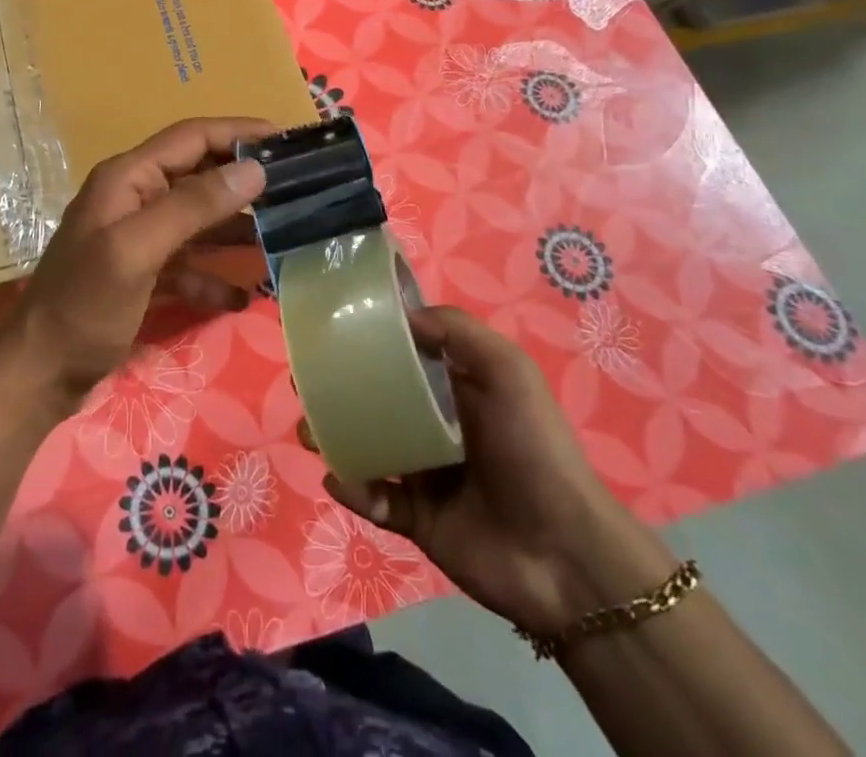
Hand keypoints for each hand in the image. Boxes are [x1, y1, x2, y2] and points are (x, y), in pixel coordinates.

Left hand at [5, 118, 271, 409]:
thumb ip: (193, 206)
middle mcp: (133, 197)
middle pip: (198, 175)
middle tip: (295, 188)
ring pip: (197, 219)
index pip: (192, 137)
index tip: (287, 140)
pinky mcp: (141, 273)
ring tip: (282, 237)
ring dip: (235, 228)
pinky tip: (242, 297)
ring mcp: (137, 237)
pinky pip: (188, 263)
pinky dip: (214, 275)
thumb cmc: (84, 305)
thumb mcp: (138, 251)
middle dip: (243, 180)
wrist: (38, 375)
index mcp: (127, 178)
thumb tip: (254, 169)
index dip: (238, 133)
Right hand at [327, 306, 673, 634]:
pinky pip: (374, 498)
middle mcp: (432, 425)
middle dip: (335, 390)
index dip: (366, 341)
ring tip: (309, 431)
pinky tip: (340, 478)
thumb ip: (457, 331)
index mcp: (452, 387)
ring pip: (365, 446)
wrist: (563, 552)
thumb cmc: (533, 447)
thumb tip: (401, 314)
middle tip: (302, 382)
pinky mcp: (416, 519)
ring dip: (332, 437)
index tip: (327, 329)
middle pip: (373, 399)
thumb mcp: (506, 371)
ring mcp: (423, 474)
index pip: (401, 355)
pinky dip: (353, 488)